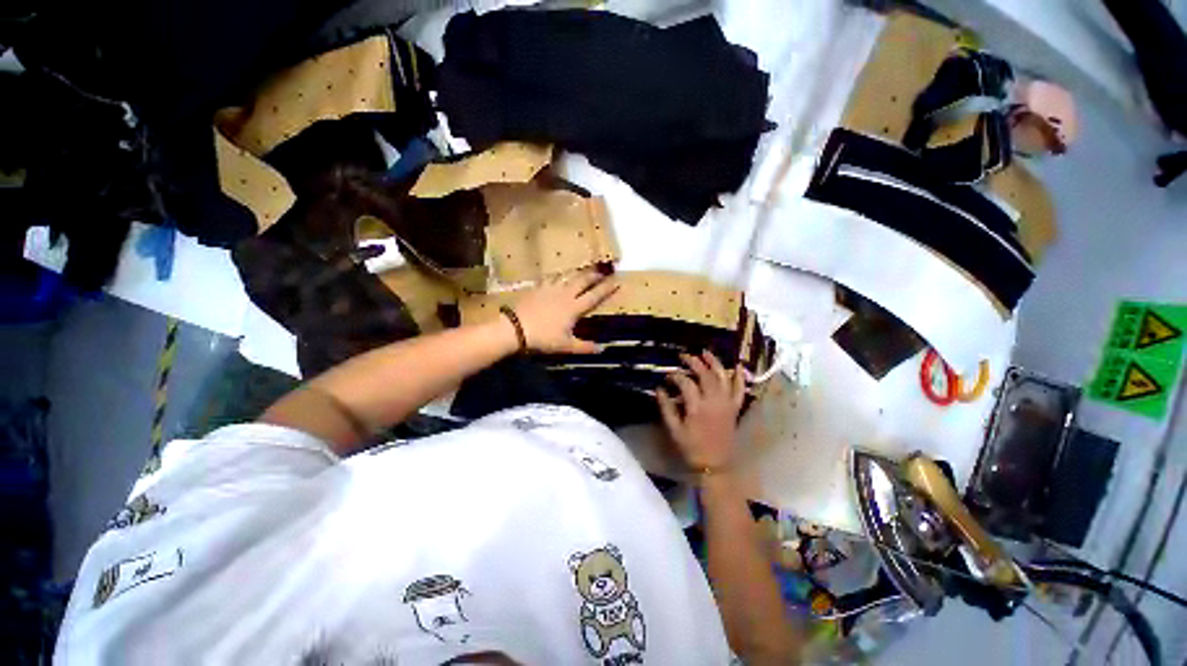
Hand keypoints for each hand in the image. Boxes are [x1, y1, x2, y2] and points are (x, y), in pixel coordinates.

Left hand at [510, 269, 617, 353]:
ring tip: (584, 270)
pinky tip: (558, 275)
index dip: (606, 289)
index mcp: (574, 308)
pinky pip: (551, 278)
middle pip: (582, 281)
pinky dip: (558, 275)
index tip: (617, 281)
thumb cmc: (543, 338)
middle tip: (603, 271)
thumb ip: (584, 347)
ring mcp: (551, 289)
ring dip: (578, 273)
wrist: (515, 327)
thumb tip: (602, 349)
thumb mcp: (565, 345)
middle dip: (594, 275)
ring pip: (567, 276)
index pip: (594, 296)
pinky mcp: (538, 288)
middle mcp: (565, 294)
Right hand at [657, 351, 746, 470]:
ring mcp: (727, 404)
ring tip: (705, 352)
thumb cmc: (692, 448)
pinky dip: (739, 377)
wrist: (715, 465)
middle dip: (694, 362)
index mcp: (697, 407)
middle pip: (705, 375)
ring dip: (714, 363)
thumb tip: (659, 389)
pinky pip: (740, 390)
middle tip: (683, 356)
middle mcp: (714, 401)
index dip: (675, 376)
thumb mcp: (674, 430)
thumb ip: (666, 408)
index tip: (667, 377)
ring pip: (723, 377)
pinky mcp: (735, 408)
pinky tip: (737, 365)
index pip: (685, 383)